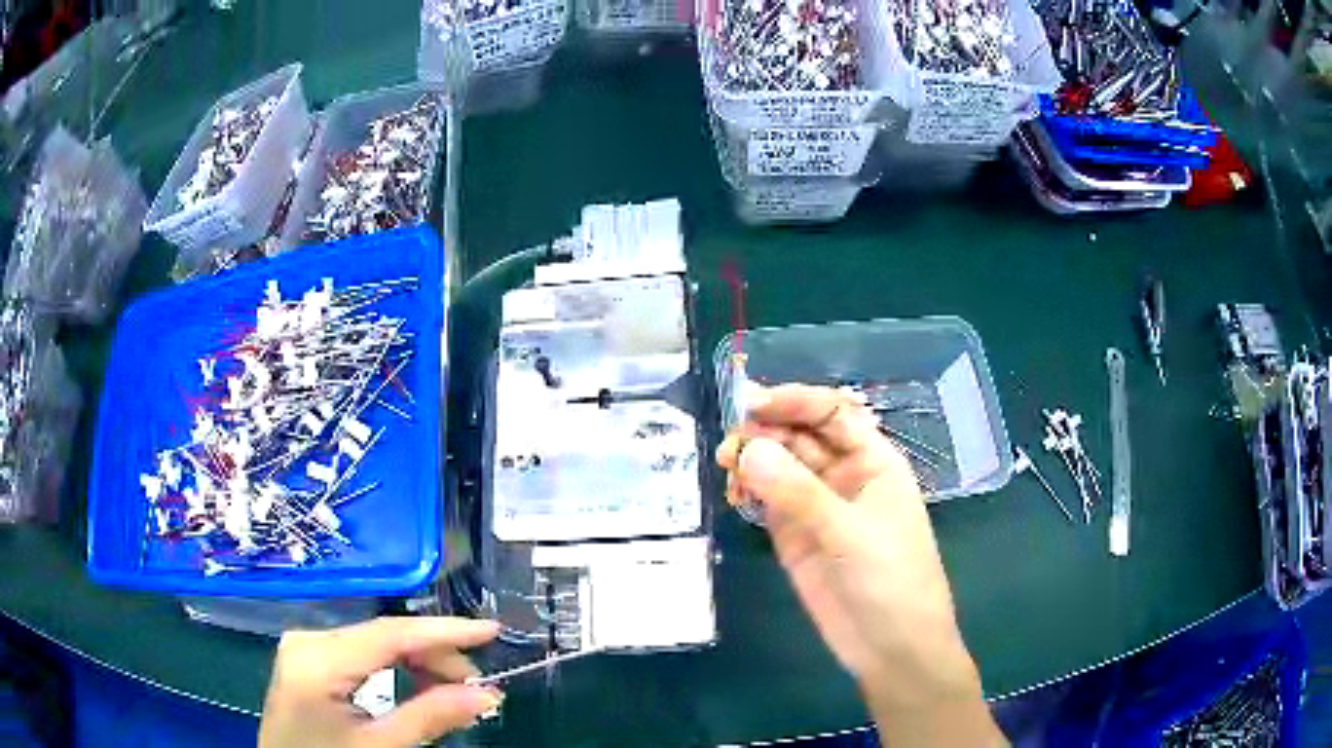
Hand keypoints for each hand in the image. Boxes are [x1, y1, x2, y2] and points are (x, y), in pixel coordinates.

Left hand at [259, 617, 502, 747]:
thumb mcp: (380, 747)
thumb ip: (431, 717)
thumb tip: (487, 696)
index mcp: (318, 658)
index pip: (389, 633)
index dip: (444, 630)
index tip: (491, 631)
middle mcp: (308, 639)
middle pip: (383, 636)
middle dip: (434, 656)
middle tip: (477, 688)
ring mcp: (305, 648)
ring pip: (374, 644)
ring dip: (417, 664)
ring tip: (452, 692)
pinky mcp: (309, 660)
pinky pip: (361, 655)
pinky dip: (395, 669)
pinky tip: (418, 687)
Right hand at [717, 385, 996, 739]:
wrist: (892, 647)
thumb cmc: (891, 580)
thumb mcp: (850, 533)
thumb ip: (798, 492)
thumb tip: (748, 449)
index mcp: (873, 461)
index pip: (832, 413)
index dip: (795, 402)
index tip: (751, 404)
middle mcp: (844, 477)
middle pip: (800, 436)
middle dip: (766, 430)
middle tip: (729, 442)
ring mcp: (818, 508)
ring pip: (780, 467)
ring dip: (753, 459)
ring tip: (726, 464)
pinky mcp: (796, 538)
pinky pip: (768, 501)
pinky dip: (749, 490)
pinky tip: (733, 491)